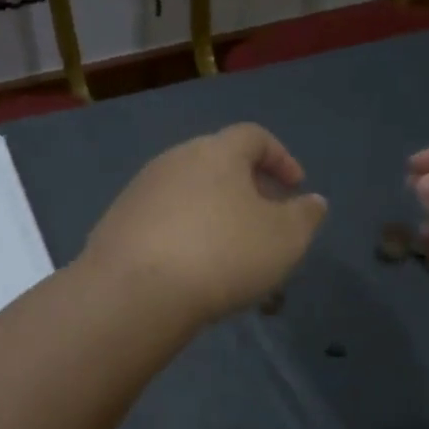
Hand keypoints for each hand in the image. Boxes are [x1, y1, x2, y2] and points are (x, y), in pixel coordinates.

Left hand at [82, 124, 326, 326]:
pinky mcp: (116, 223)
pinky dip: (182, 235)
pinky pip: (161, 221)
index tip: (296, 187)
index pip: (254, 137)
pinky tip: (188, 268)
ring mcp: (139, 191)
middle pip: (217, 163)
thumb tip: (312, 201)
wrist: (136, 291)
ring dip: (212, 215)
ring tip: (229, 252)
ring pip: (187, 194)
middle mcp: (173, 160)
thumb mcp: (284, 239)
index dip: (280, 158)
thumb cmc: (222, 254)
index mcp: (216, 152)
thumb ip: (304, 216)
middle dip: (246, 188)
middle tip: (264, 220)